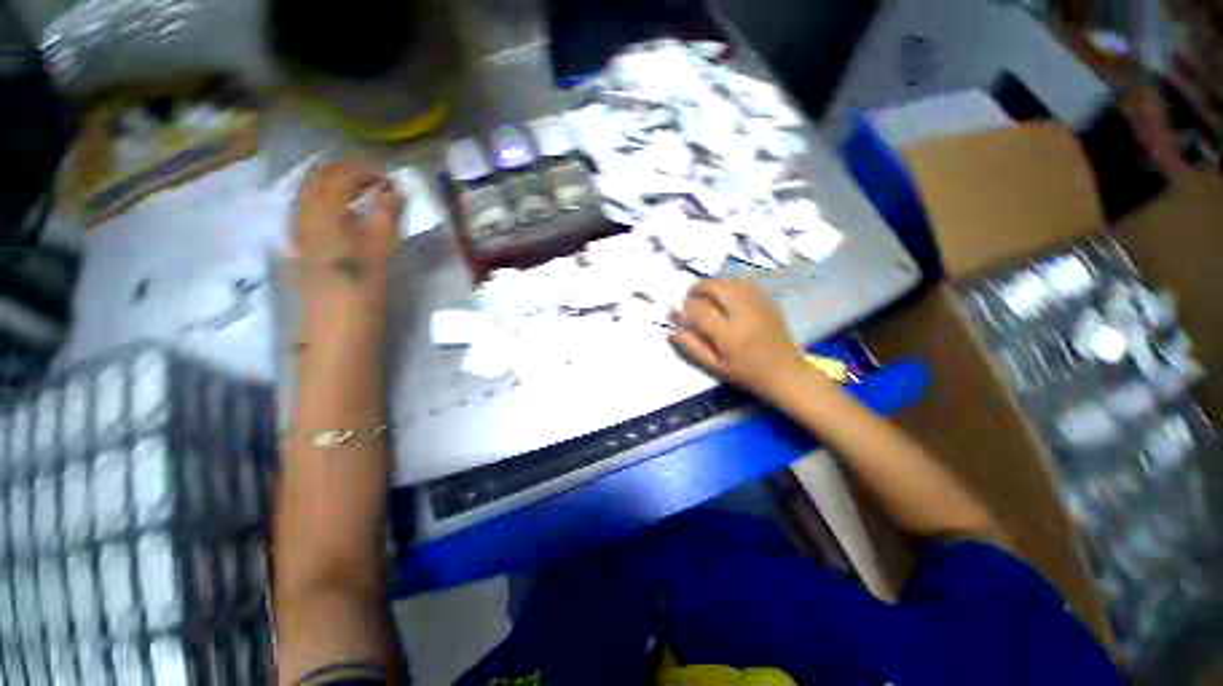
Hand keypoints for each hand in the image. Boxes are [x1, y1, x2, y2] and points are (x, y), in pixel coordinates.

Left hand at [292, 162, 403, 302]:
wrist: (338, 323)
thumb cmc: (363, 284)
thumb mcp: (382, 247)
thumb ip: (388, 214)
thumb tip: (398, 190)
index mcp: (323, 211)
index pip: (341, 175)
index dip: (365, 170)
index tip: (390, 178)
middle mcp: (304, 214)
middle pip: (319, 179)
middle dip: (346, 173)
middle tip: (376, 181)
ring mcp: (299, 231)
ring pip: (311, 194)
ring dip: (335, 187)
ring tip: (363, 196)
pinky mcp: (302, 247)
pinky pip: (310, 212)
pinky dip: (328, 204)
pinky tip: (346, 217)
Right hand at [670, 279, 808, 398]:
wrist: (784, 371)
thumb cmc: (746, 373)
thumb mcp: (715, 366)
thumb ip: (692, 347)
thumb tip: (672, 331)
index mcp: (728, 334)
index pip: (699, 311)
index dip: (685, 308)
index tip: (679, 310)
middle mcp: (743, 314)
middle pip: (716, 288)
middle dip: (698, 287)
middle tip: (690, 293)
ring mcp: (758, 304)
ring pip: (731, 282)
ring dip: (714, 283)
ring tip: (705, 291)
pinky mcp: (768, 301)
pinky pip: (746, 283)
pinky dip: (731, 283)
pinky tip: (726, 291)